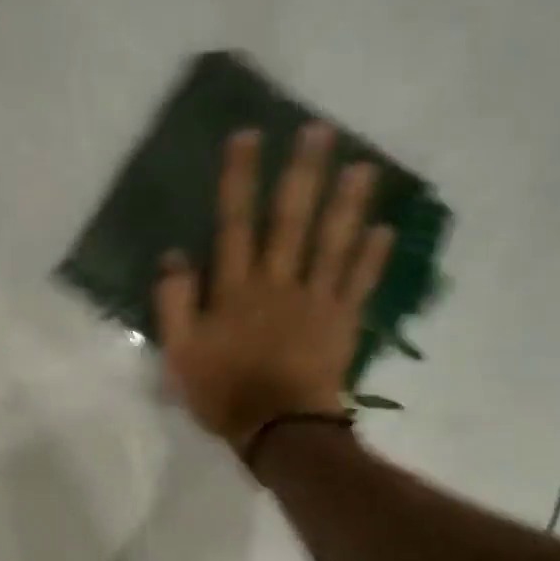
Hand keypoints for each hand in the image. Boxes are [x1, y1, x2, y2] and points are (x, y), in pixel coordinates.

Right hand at [154, 123, 392, 451]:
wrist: (278, 430)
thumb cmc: (223, 393)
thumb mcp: (180, 353)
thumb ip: (175, 303)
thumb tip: (173, 256)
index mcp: (236, 289)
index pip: (235, 223)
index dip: (241, 179)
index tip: (250, 136)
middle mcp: (278, 282)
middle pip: (292, 220)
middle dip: (304, 173)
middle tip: (321, 130)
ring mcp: (316, 300)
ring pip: (333, 243)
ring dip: (349, 203)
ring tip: (364, 166)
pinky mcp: (343, 322)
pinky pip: (360, 283)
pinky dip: (373, 257)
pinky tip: (386, 229)